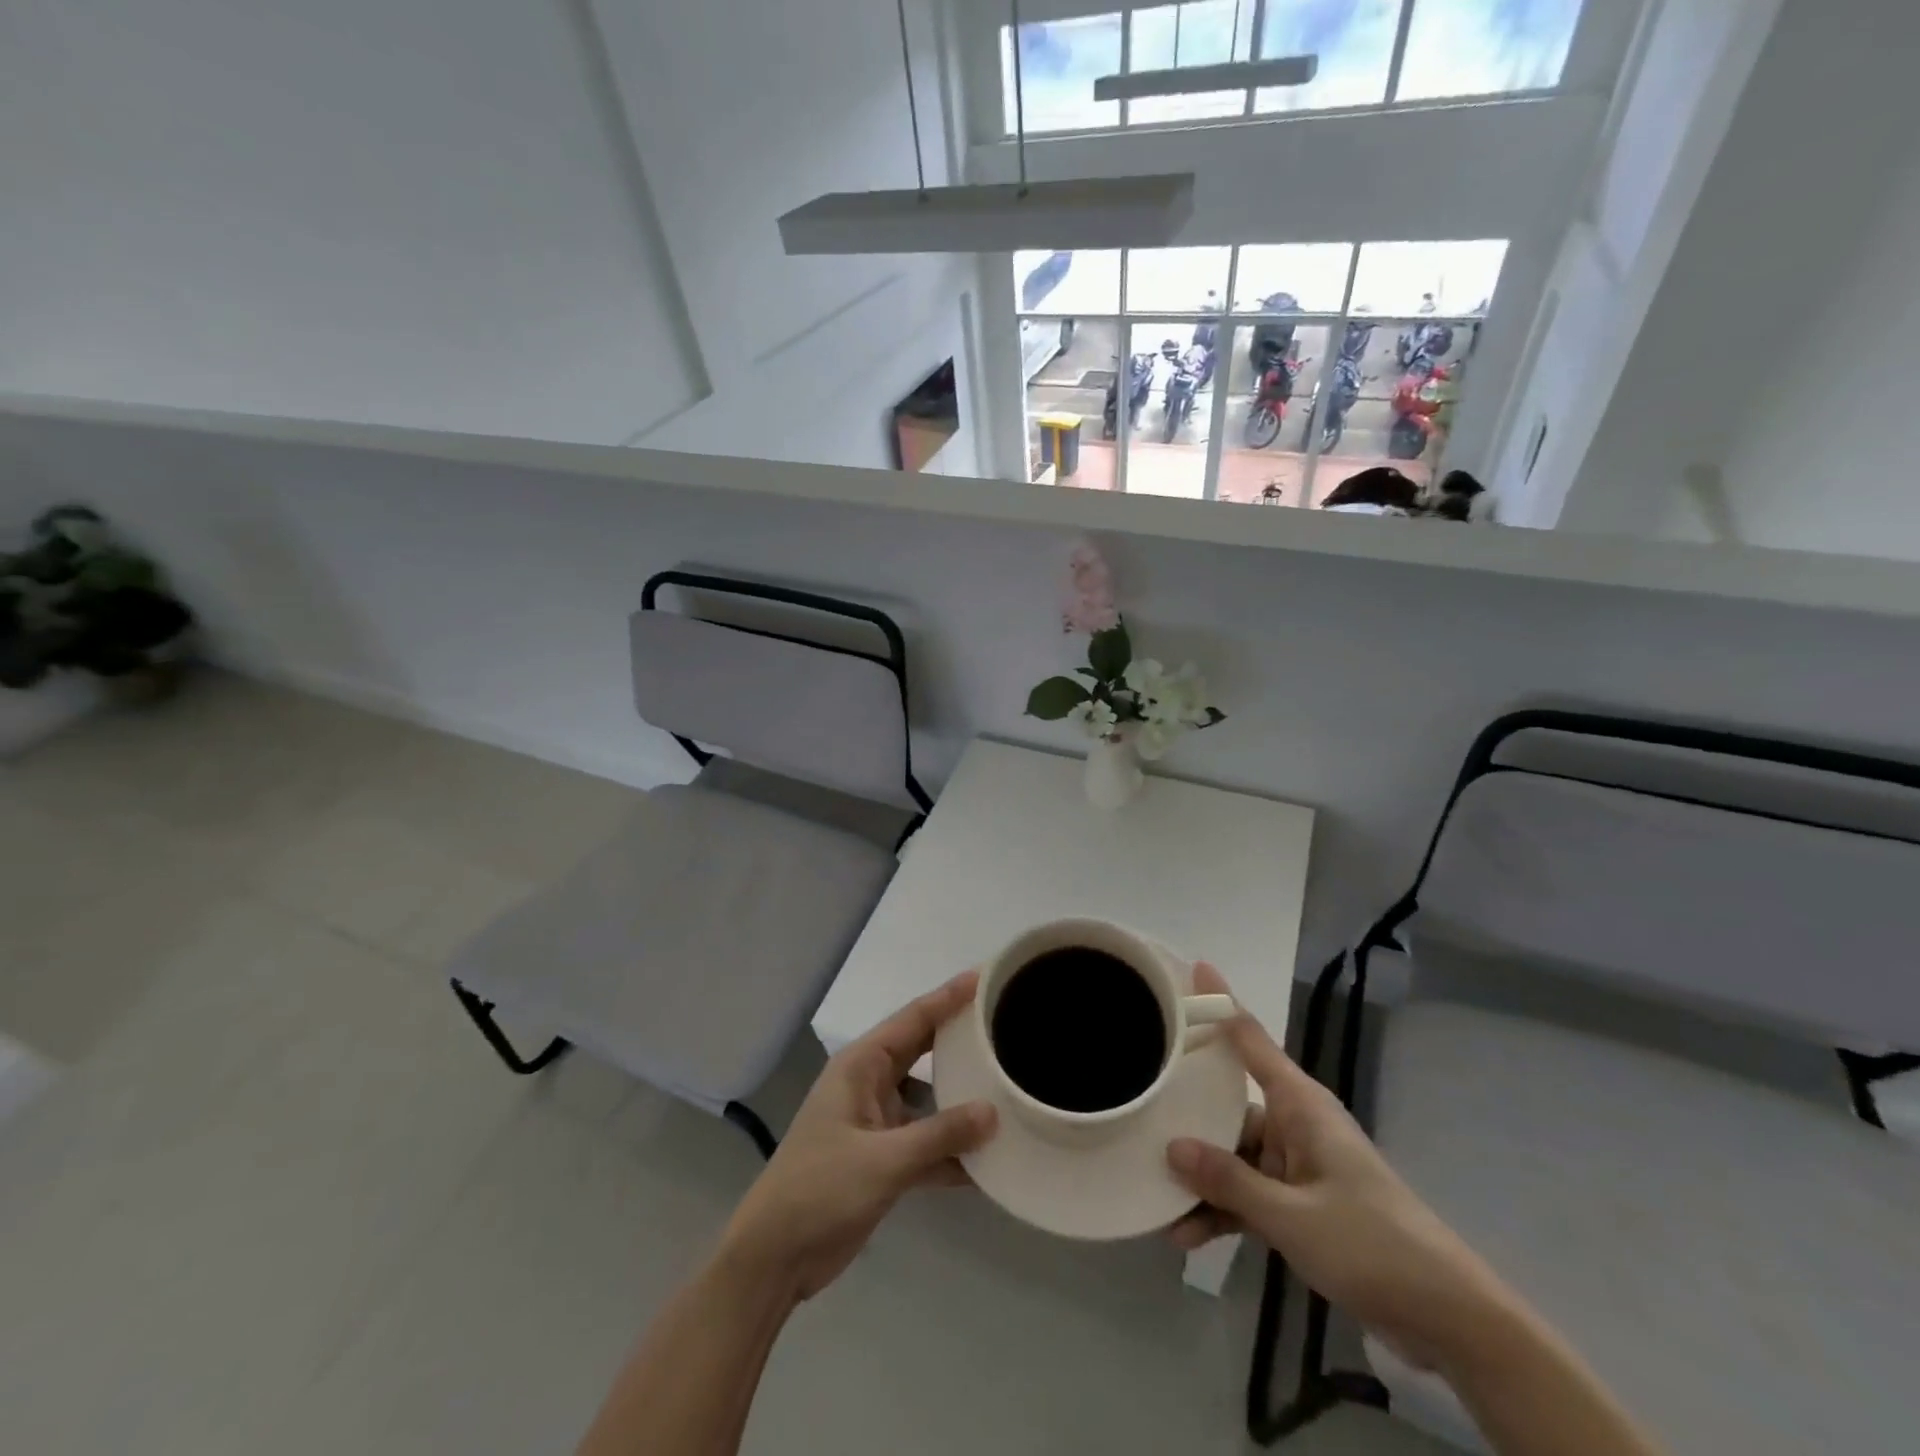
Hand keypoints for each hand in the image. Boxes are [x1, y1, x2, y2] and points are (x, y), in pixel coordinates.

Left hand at [719, 971, 997, 1301]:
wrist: (774, 1257)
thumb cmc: (820, 1189)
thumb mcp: (883, 1160)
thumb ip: (940, 1135)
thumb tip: (994, 1111)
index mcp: (861, 1066)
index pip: (913, 1019)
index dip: (948, 997)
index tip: (984, 977)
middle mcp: (870, 1084)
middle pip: (923, 1051)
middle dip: (959, 1039)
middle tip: (1004, 1024)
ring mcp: (876, 1123)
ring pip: (928, 1099)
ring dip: (960, 1099)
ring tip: (1007, 1089)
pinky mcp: (882, 1160)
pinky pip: (926, 1143)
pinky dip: (952, 1149)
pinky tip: (989, 1160)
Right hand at [1166, 964, 1504, 1366]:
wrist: (1448, 1317)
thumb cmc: (1371, 1244)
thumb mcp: (1292, 1216)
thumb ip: (1229, 1181)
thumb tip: (1172, 1147)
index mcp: (1300, 1104)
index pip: (1251, 1038)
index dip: (1221, 1001)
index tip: (1194, 966)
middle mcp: (1295, 1123)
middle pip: (1228, 1102)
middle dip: (1188, 1113)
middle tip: (1139, 1105)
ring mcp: (1298, 1164)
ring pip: (1234, 1155)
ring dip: (1202, 1180)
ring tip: (1157, 1198)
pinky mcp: (1300, 1203)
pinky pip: (1249, 1194)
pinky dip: (1223, 1210)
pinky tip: (1187, 1234)